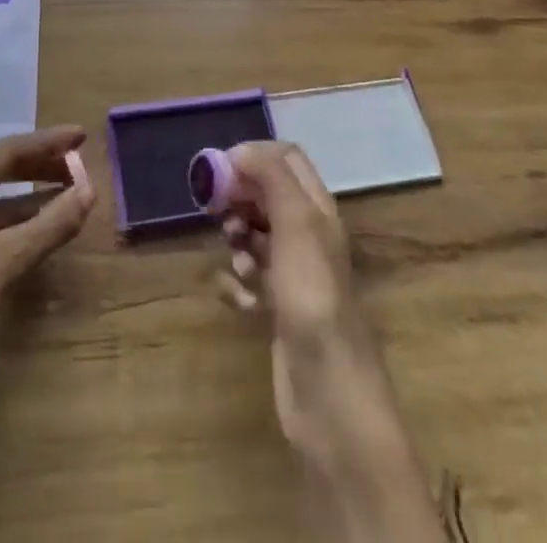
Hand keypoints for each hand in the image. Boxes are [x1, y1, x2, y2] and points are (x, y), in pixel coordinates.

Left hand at [0, 126, 93, 525]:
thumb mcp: (6, 264)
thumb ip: (50, 224)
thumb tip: (90, 188)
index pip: (2, 153)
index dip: (45, 143)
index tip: (81, 136)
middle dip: (39, 168)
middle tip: (80, 167)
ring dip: (32, 201)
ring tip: (72, 198)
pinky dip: (18, 230)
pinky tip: (44, 237)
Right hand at [219, 143, 441, 542]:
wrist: (329, 395)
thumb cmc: (313, 298)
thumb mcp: (296, 225)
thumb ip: (271, 178)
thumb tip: (240, 150)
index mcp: (317, 209)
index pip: (286, 158)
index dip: (252, 156)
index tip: (221, 171)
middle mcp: (308, 235)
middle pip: (267, 194)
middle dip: (239, 198)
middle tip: (217, 214)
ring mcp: (295, 274)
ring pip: (255, 235)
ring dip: (237, 240)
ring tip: (236, 262)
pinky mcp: (280, 309)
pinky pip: (250, 279)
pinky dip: (238, 282)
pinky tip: (239, 300)